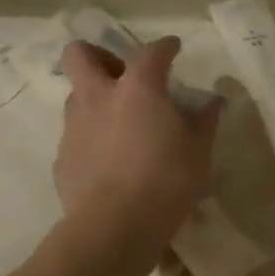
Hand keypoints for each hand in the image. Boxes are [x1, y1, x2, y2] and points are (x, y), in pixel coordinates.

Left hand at [55, 38, 219, 252]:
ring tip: (117, 122)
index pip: (151, 52)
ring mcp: (75, 127)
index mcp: (138, 88)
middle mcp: (99, 97)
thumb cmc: (165, 183)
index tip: (174, 48)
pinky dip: (90, 138)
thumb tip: (212, 103)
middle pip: (79, 55)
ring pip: (75, 95)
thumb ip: (204, 122)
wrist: (113, 228)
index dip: (165, 46)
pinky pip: (74, 135)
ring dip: (94, 98)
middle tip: (120, 73)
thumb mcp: (199, 153)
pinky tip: (107, 160)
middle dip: (97, 55)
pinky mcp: (62, 158)